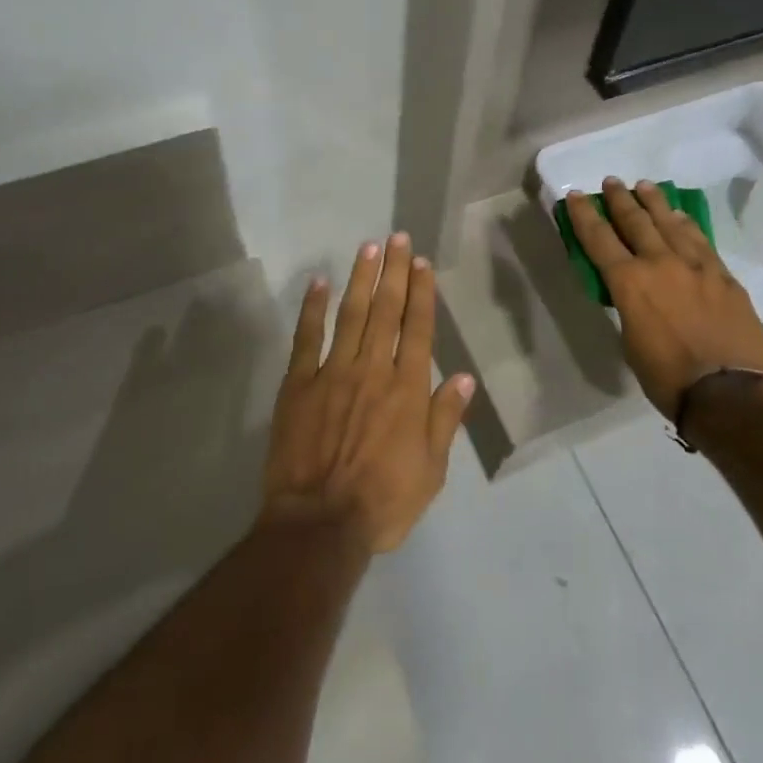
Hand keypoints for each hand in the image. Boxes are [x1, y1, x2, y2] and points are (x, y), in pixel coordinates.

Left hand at [263, 233, 477, 553]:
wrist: (319, 524)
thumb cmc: (382, 502)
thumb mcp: (430, 471)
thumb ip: (445, 420)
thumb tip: (464, 378)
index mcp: (407, 389)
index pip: (418, 329)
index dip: (422, 293)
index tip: (422, 263)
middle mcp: (373, 370)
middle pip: (387, 311)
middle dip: (394, 272)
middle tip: (398, 238)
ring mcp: (333, 373)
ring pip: (351, 315)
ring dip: (361, 279)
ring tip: (369, 248)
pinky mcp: (298, 384)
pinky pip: (307, 338)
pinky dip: (312, 308)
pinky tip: (318, 282)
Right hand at [565, 177, 762, 419]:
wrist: (728, 393)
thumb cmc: (667, 377)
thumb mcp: (630, 340)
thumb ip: (629, 305)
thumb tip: (635, 293)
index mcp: (629, 282)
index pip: (599, 238)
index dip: (585, 214)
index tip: (577, 195)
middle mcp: (660, 263)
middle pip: (636, 221)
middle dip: (620, 199)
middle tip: (612, 182)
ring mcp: (696, 265)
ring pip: (670, 223)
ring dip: (654, 202)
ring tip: (644, 186)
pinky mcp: (723, 275)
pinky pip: (700, 240)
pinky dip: (686, 223)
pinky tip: (681, 216)